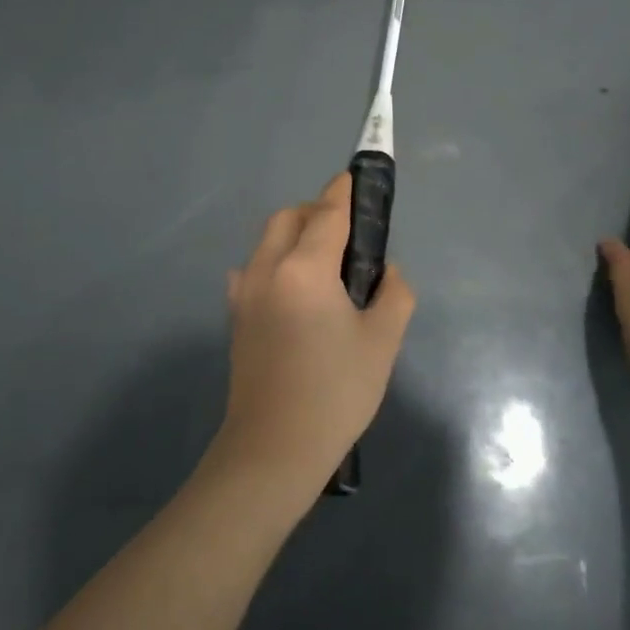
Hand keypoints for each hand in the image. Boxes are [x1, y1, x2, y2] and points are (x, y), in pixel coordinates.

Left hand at [217, 172, 415, 500]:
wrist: (273, 450)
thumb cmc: (335, 393)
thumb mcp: (382, 341)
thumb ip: (394, 293)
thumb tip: (385, 272)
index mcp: (304, 268)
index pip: (327, 213)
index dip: (344, 192)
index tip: (357, 179)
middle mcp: (267, 269)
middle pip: (289, 217)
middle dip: (318, 211)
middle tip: (350, 234)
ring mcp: (244, 292)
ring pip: (268, 240)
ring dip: (296, 235)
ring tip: (326, 264)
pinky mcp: (236, 316)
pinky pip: (255, 269)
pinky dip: (277, 262)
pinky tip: (296, 290)